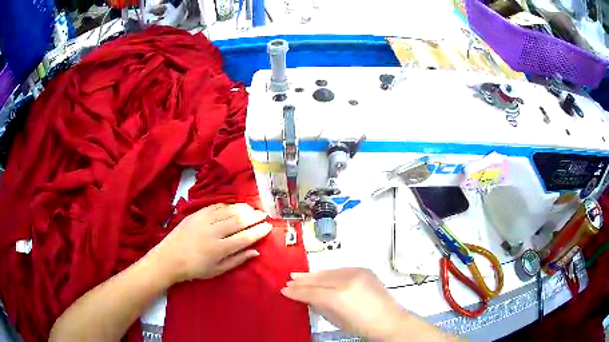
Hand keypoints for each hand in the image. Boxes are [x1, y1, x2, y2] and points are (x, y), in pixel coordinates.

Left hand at [152, 203, 270, 283]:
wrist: (170, 258)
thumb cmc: (195, 268)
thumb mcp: (217, 270)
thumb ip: (237, 260)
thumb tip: (255, 252)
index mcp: (219, 249)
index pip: (245, 237)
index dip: (258, 231)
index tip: (268, 226)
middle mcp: (213, 232)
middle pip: (239, 221)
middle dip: (254, 216)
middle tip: (264, 214)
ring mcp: (204, 221)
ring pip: (228, 211)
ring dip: (242, 209)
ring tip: (252, 209)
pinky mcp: (196, 214)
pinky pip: (215, 206)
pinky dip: (227, 206)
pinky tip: (233, 207)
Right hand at [281, 268, 407, 340]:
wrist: (388, 320)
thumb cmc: (360, 326)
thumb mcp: (335, 319)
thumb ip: (319, 305)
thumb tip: (306, 297)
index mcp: (339, 297)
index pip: (312, 292)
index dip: (296, 291)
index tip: (284, 289)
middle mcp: (347, 281)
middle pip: (319, 279)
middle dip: (302, 281)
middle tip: (289, 280)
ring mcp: (357, 273)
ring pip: (329, 272)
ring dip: (314, 275)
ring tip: (299, 275)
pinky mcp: (364, 270)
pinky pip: (340, 270)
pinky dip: (328, 273)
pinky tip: (320, 275)